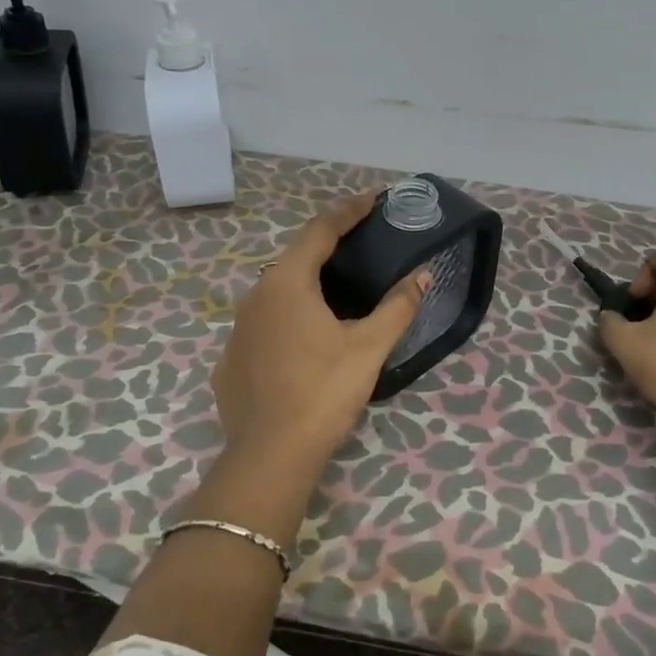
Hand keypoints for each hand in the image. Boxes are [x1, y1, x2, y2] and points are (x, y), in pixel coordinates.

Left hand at [213, 190, 428, 475]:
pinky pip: (264, 325)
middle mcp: (256, 296)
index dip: (348, 211)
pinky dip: (289, 320)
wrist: (270, 455)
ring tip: (339, 292)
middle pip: (296, 259)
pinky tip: (307, 341)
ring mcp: (238, 329)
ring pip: (277, 293)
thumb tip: (424, 275)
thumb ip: (398, 306)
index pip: (320, 231)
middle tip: (361, 245)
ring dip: (307, 285)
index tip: (372, 199)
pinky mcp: (231, 359)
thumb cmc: (323, 391)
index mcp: (287, 283)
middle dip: (328, 247)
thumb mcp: (369, 347)